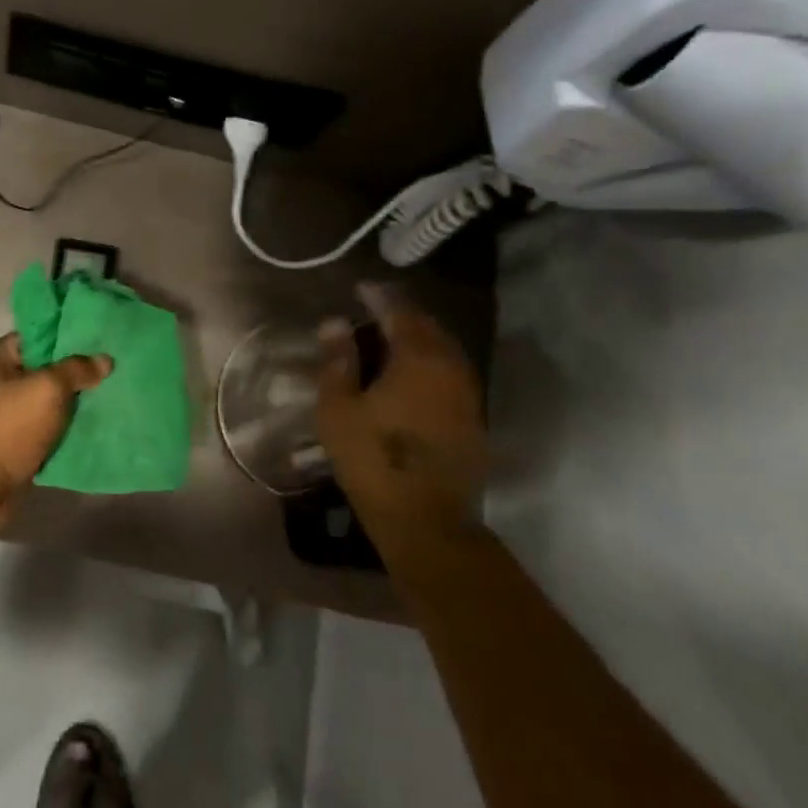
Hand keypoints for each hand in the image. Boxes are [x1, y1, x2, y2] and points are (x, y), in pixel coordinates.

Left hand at [0, 334, 112, 526]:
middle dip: (74, 374)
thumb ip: (75, 370)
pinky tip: (91, 428)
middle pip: (41, 370)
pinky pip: (41, 429)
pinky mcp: (8, 444)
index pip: (35, 337)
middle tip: (111, 372)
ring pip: (43, 402)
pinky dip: (62, 430)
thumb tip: (104, 359)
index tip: (101, 342)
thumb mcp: (46, 390)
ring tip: (109, 398)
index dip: (68, 338)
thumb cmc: (5, 430)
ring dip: (71, 405)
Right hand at [316, 285, 486, 551]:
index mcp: (418, 358)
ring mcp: (467, 393)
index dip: (379, 297)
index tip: (361, 288)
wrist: (426, 519)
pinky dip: (429, 363)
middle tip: (375, 311)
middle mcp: (450, 367)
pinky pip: (450, 373)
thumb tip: (335, 322)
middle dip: (402, 314)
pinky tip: (410, 375)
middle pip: (428, 327)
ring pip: (444, 350)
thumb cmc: (372, 459)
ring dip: (418, 339)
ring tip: (390, 340)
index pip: (400, 312)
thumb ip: (338, 361)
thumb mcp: (339, 408)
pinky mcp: (472, 418)